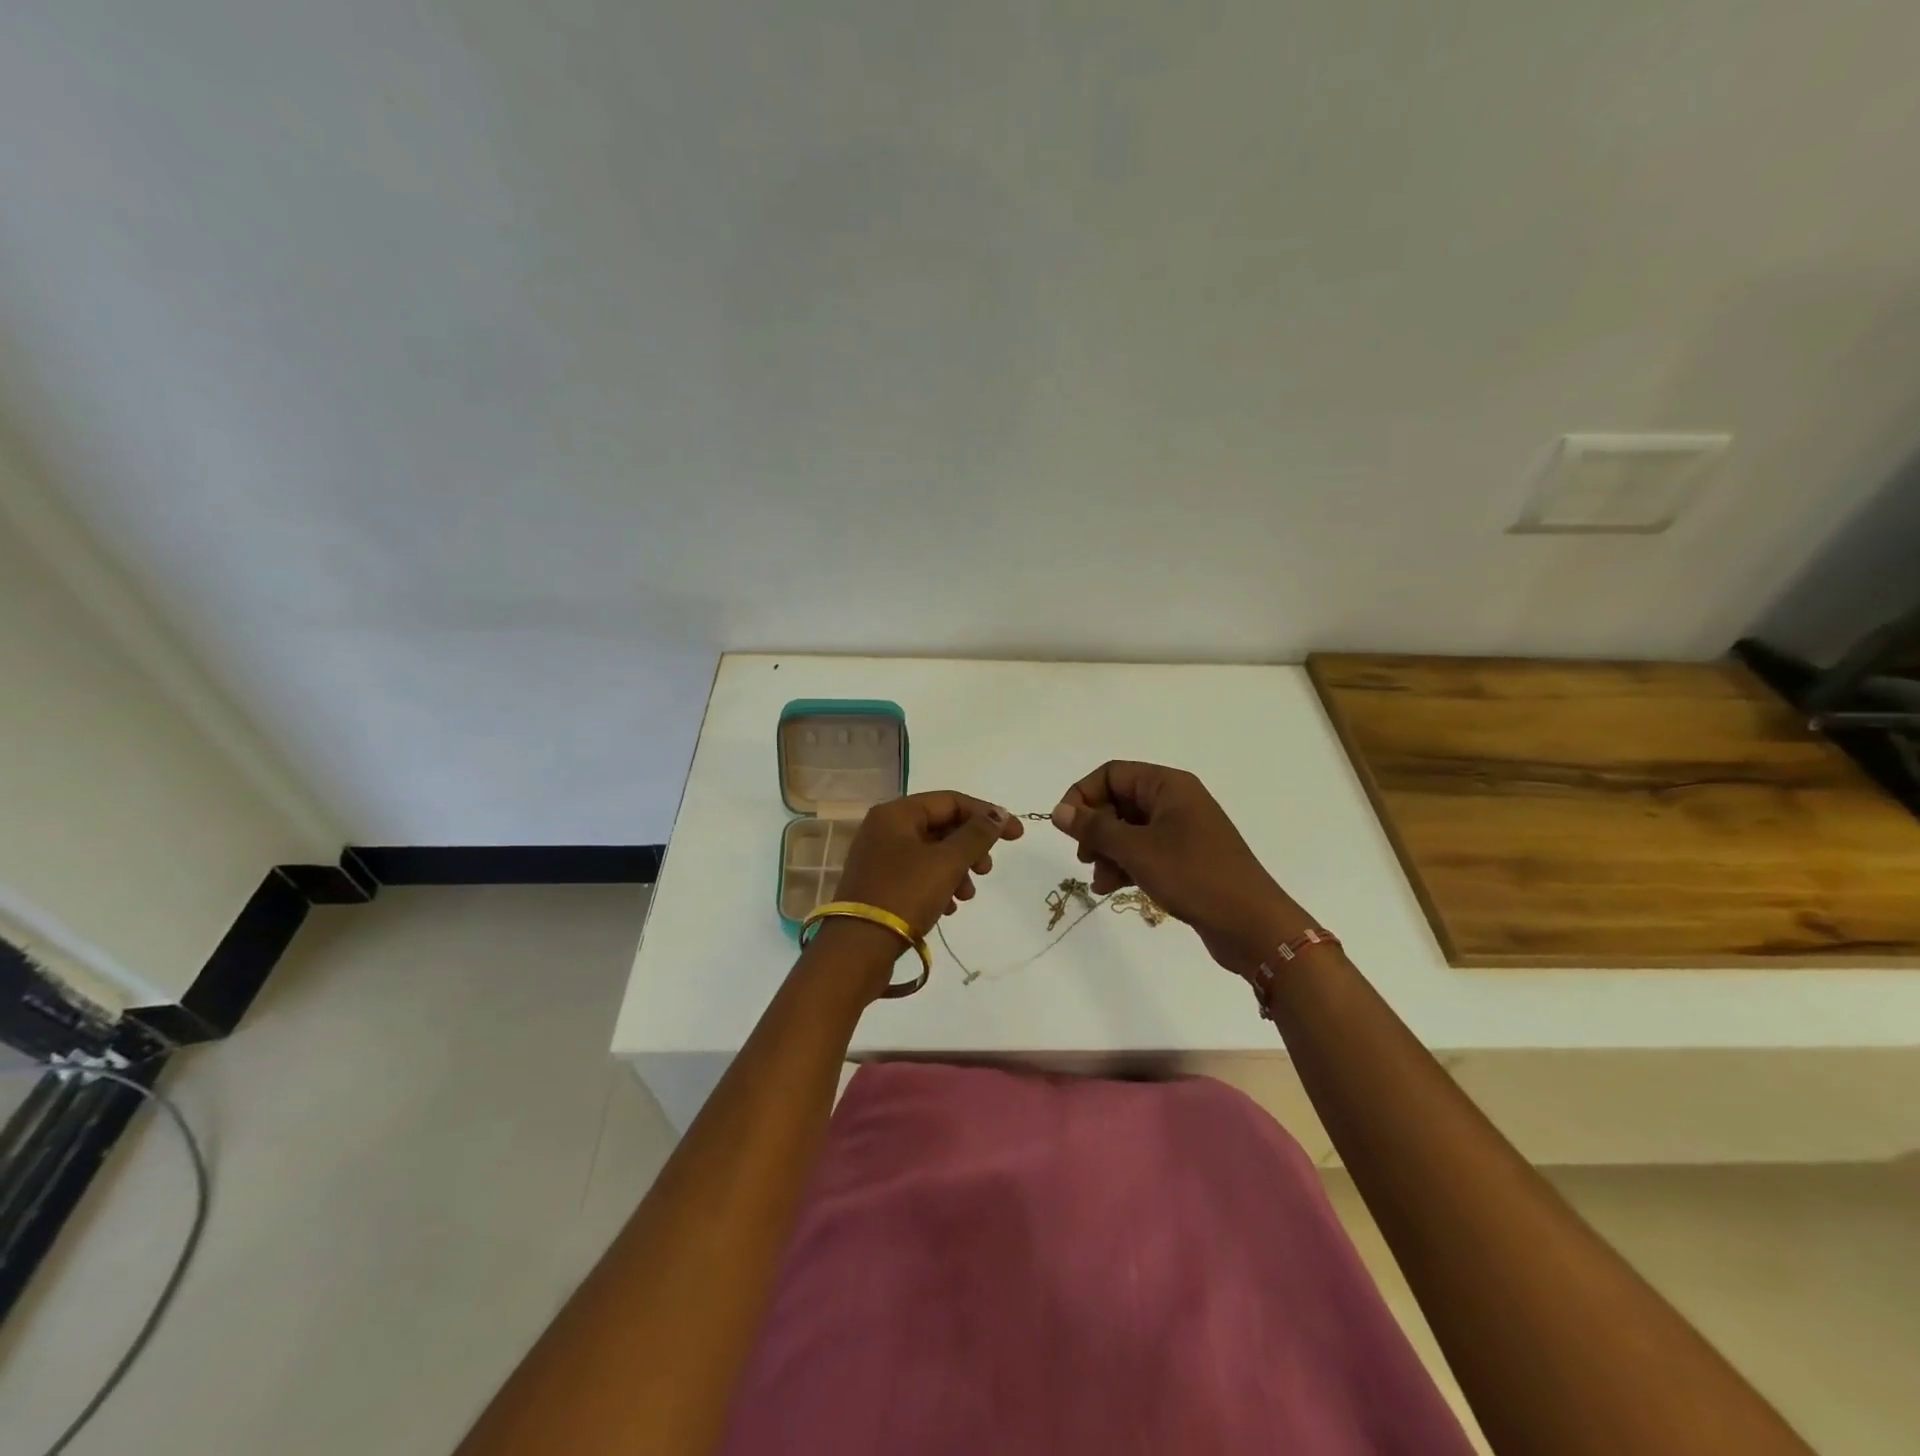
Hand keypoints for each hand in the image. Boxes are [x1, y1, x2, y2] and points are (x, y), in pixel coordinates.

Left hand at [833, 791, 1023, 940]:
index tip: (1016, 836)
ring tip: (967, 896)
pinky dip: (939, 884)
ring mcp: (879, 857)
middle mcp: (884, 828)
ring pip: (932, 852)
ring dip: (957, 870)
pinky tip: (949, 908)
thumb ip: (977, 835)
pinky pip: (918, 874)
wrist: (857, 949)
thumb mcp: (947, 862)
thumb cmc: (904, 895)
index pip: (951, 801)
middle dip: (970, 847)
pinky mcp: (879, 884)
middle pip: (941, 825)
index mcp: (896, 813)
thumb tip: (999, 815)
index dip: (987, 815)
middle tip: (986, 870)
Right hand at [1051, 761, 1310, 975]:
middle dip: (1095, 829)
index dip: (1083, 795)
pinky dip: (1125, 865)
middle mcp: (1175, 801)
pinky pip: (1144, 852)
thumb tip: (1058, 811)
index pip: (1112, 773)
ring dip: (1107, 852)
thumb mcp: (1136, 849)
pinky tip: (1111, 888)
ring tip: (1098, 881)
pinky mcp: (1185, 859)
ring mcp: (1182, 831)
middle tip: (1084, 857)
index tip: (1066, 826)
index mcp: (1168, 785)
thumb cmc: (1193, 875)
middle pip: (1118, 801)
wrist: (1251, 924)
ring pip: (1128, 830)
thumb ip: (1094, 828)